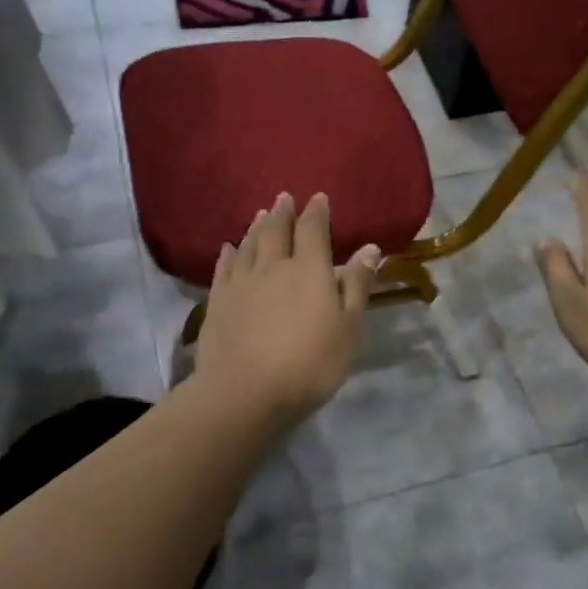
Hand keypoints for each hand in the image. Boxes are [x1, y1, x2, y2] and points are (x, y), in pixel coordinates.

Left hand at [196, 191, 381, 423]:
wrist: (245, 391)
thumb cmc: (309, 363)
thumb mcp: (348, 328)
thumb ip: (357, 286)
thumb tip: (370, 248)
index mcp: (309, 270)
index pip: (313, 230)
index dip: (316, 212)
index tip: (318, 197)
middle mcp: (273, 266)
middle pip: (276, 230)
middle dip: (282, 212)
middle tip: (284, 197)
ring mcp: (241, 282)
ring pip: (249, 245)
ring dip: (256, 227)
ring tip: (260, 214)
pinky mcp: (218, 301)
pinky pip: (224, 267)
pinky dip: (228, 253)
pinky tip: (228, 248)